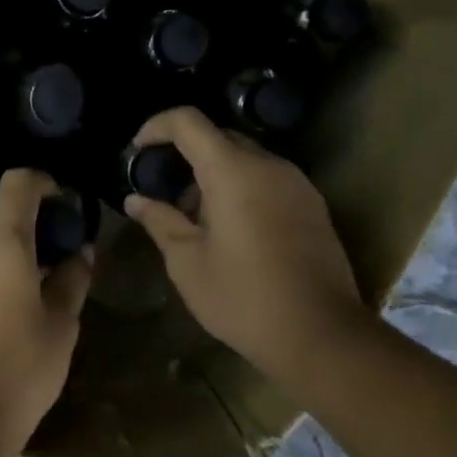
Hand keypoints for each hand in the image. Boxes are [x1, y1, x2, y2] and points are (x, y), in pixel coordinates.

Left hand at [0, 169, 91, 454]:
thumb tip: (80, 251)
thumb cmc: (21, 372)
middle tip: (46, 248)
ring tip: (22, 281)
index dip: (41, 181)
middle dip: (19, 218)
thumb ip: (72, 279)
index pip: (16, 184)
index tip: (60, 197)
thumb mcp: (61, 327)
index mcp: (1, 244)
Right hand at [125, 107, 367, 387]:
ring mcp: (297, 184)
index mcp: (233, 172)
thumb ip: (160, 221)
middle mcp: (269, 166)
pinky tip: (229, 230)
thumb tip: (136, 200)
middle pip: (219, 137)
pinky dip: (240, 188)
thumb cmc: (243, 297)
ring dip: (214, 175)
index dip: (156, 127)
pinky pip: (267, 180)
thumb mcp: (187, 263)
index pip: (189, 122)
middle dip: (185, 155)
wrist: (320, 334)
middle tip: (163, 191)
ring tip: (194, 218)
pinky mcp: (312, 206)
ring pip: (245, 160)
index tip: (137, 151)